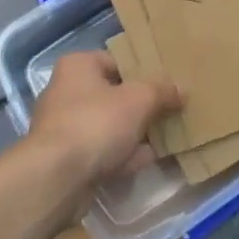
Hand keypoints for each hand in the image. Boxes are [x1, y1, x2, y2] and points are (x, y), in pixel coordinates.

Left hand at [26, 51, 180, 194]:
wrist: (57, 178)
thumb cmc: (96, 123)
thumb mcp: (139, 100)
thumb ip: (161, 91)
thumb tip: (181, 90)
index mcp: (78, 66)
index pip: (116, 60)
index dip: (143, 72)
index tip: (166, 85)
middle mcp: (66, 92)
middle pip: (113, 95)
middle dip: (142, 106)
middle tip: (170, 112)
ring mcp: (65, 127)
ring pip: (109, 125)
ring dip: (135, 133)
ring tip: (166, 137)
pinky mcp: (67, 159)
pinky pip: (103, 151)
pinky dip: (123, 155)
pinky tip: (148, 160)